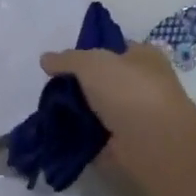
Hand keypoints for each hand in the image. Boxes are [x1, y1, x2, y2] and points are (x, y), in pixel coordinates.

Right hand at [39, 43, 195, 179]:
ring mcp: (131, 118)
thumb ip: (67, 59)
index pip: (113, 50)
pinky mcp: (120, 145)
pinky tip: (54, 133)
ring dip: (73, 113)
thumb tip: (45, 59)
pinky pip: (90, 137)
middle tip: (48, 90)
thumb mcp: (93, 63)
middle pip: (100, 82)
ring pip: (94, 110)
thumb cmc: (129, 91)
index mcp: (143, 58)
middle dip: (76, 86)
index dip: (87, 53)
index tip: (59, 63)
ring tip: (45, 112)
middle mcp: (141, 86)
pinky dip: (74, 137)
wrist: (151, 143)